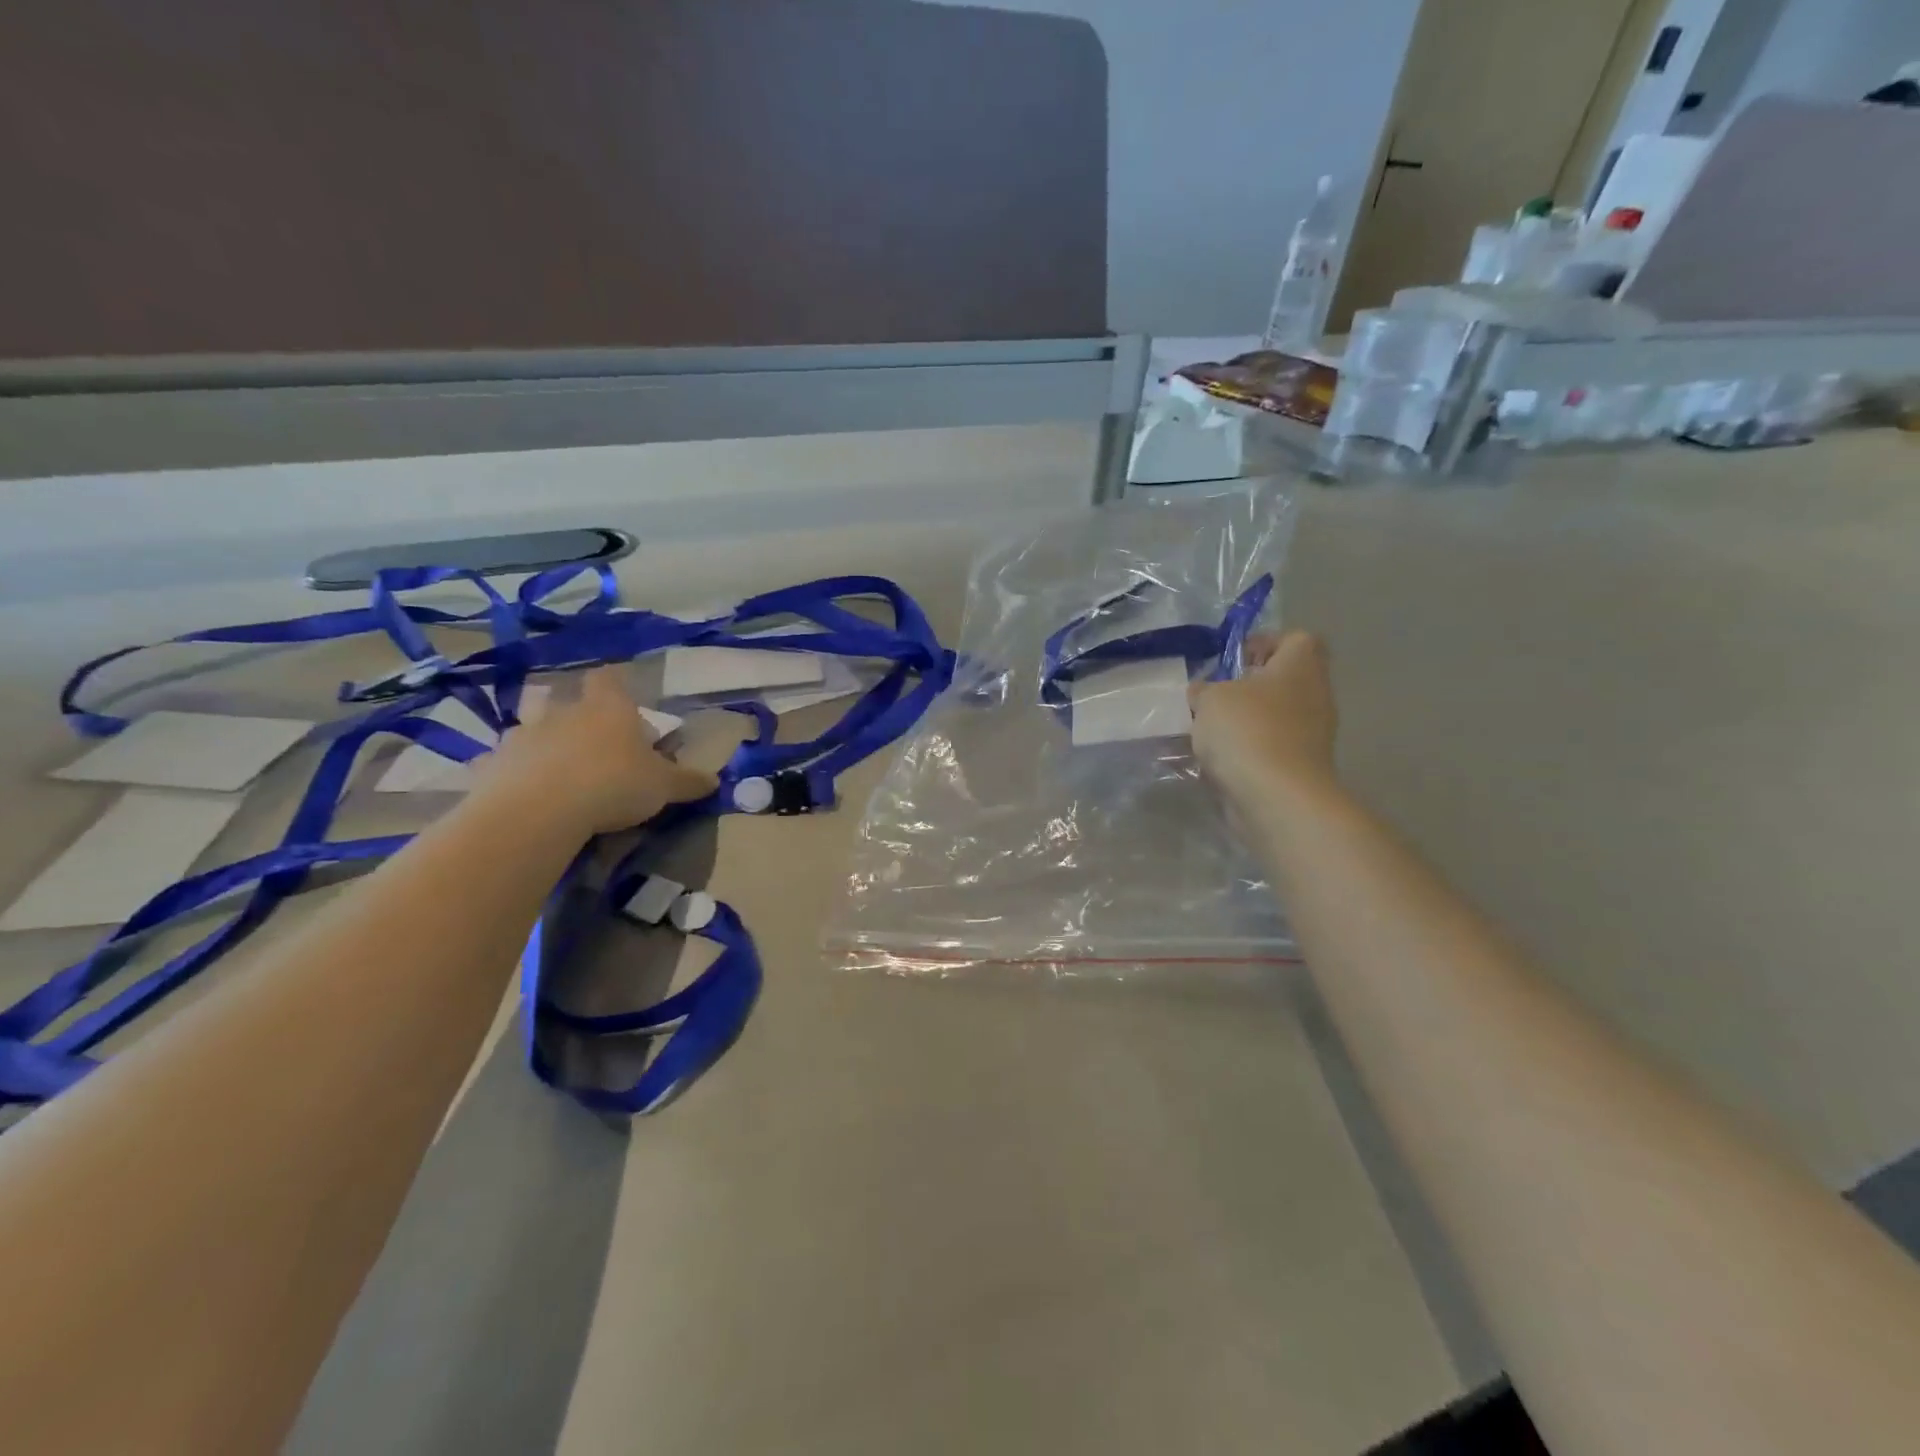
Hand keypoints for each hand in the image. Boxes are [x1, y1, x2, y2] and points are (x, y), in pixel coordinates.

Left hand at [484, 668, 717, 836]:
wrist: (539, 810)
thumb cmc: (613, 783)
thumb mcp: (663, 787)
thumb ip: (687, 782)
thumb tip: (715, 781)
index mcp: (607, 708)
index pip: (608, 678)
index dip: (614, 683)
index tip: (620, 695)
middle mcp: (562, 712)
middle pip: (563, 698)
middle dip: (572, 713)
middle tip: (586, 738)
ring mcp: (522, 735)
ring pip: (529, 728)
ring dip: (539, 741)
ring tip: (552, 766)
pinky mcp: (492, 765)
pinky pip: (501, 763)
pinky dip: (510, 773)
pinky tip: (521, 792)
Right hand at [1189, 631, 1338, 802]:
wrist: (1277, 797)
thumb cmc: (1246, 731)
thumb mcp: (1210, 699)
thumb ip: (1205, 690)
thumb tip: (1204, 692)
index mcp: (1300, 666)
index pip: (1295, 639)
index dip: (1263, 643)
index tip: (1232, 661)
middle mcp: (1315, 695)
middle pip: (1284, 679)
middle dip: (1249, 687)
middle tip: (1215, 697)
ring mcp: (1313, 734)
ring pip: (1276, 716)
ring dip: (1247, 721)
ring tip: (1211, 732)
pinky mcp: (1302, 766)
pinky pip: (1272, 747)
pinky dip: (1250, 751)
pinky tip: (1222, 761)